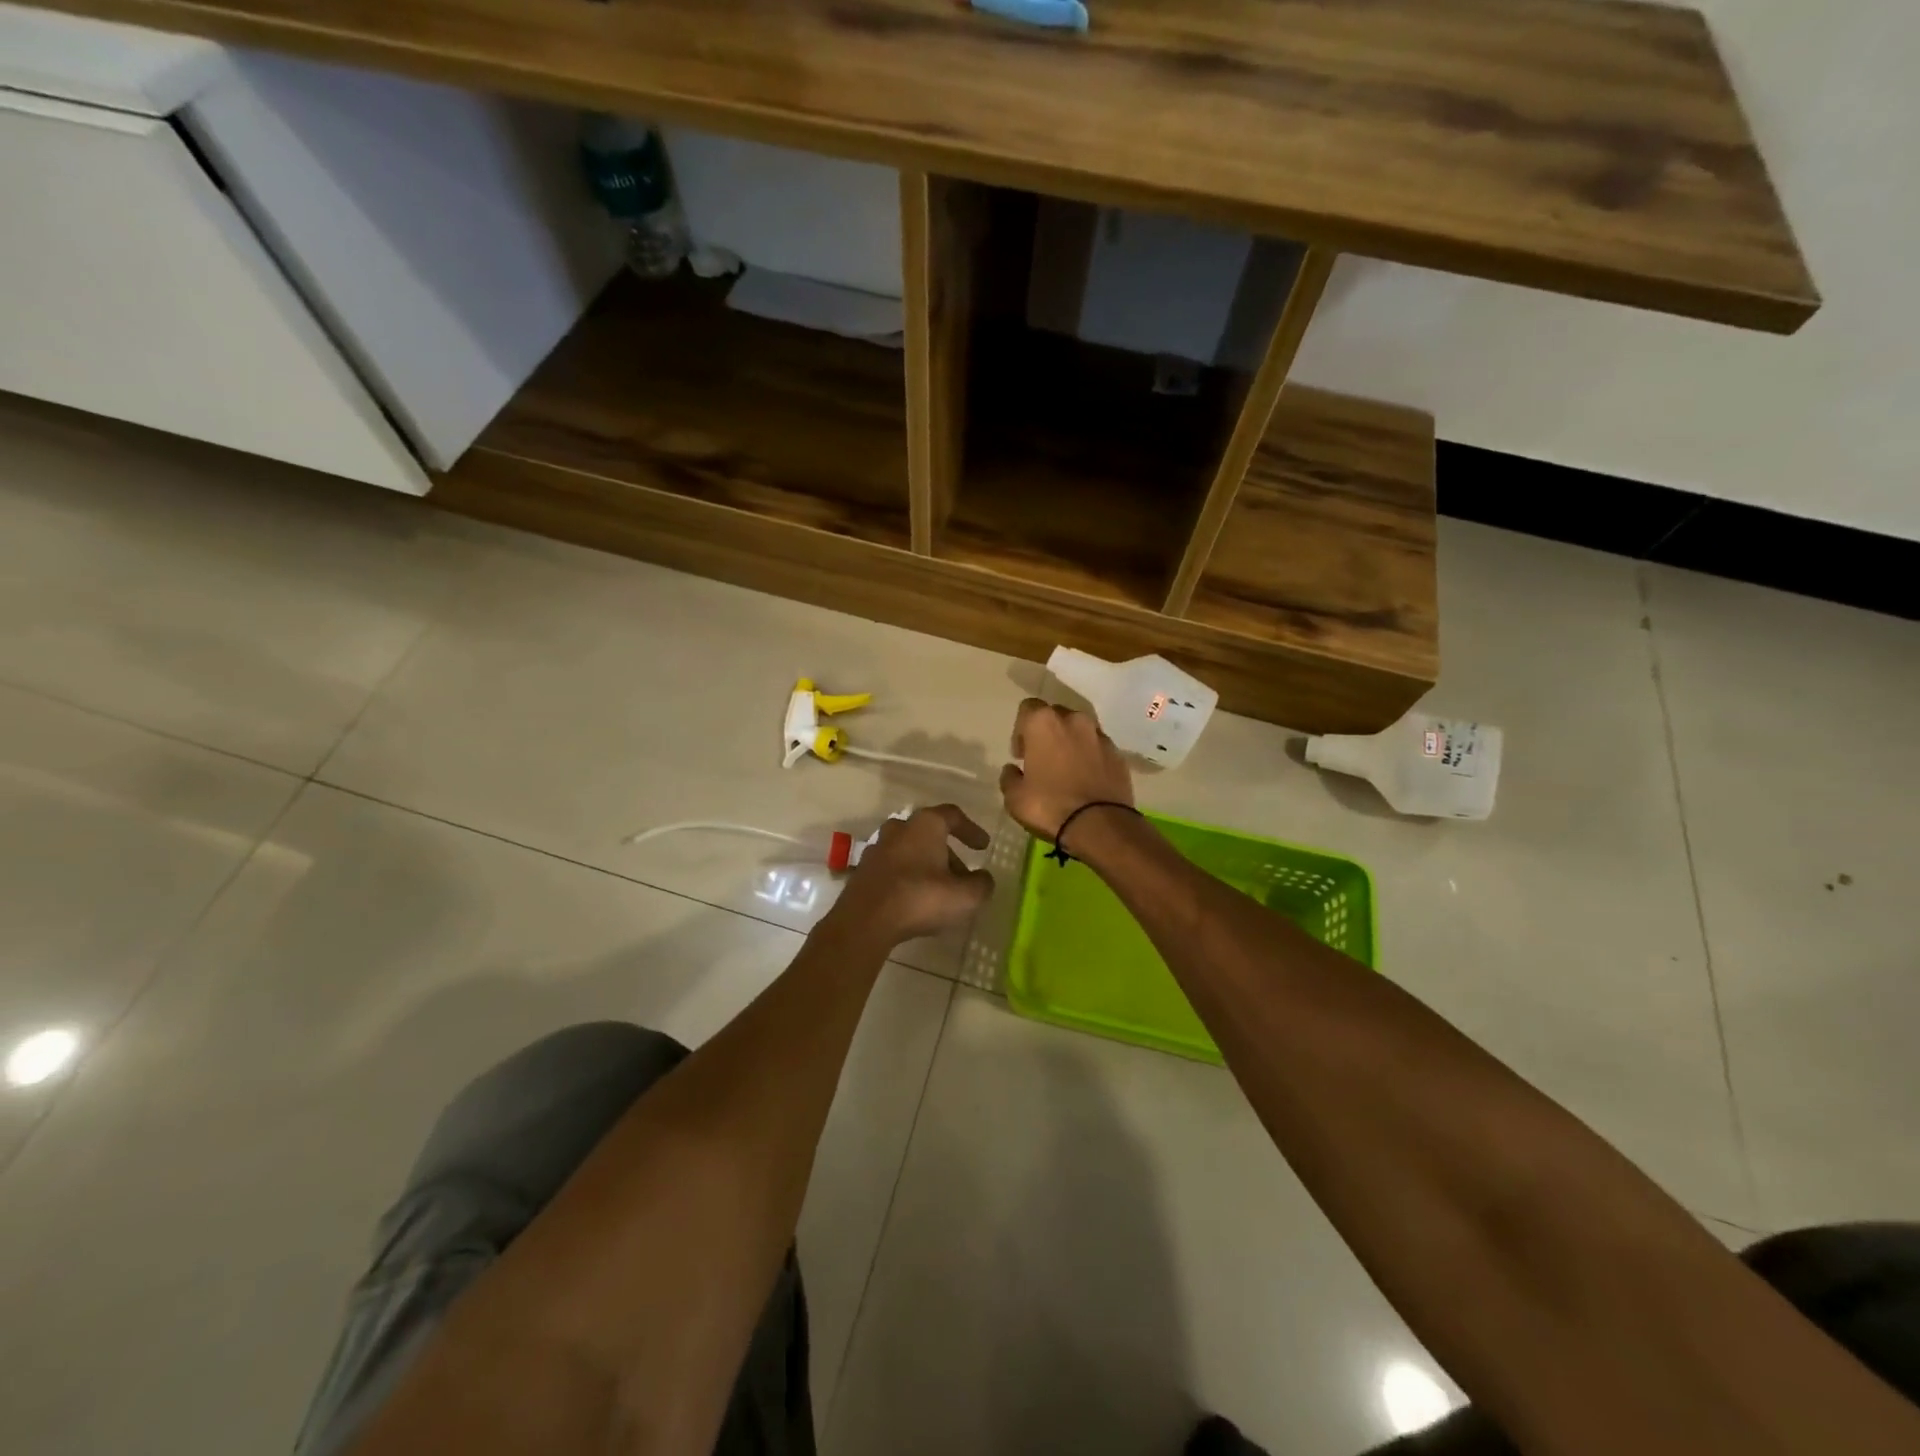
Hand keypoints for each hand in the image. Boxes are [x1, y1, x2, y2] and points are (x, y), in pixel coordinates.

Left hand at [830, 805, 993, 944]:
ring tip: (941, 891)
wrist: (865, 920)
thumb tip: (984, 879)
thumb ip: (981, 884)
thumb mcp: (965, 896)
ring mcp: (877, 848)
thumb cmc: (920, 898)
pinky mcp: (864, 870)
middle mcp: (899, 828)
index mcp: (925, 825)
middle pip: (930, 834)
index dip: (971, 830)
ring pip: (910, 851)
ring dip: (928, 866)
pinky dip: (908, 877)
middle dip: (949, 853)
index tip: (983, 846)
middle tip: (963, 876)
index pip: (953, 816)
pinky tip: (916, 900)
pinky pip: (894, 867)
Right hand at [999, 699, 1133, 849]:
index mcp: (1044, 723)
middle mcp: (1074, 720)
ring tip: (1067, 770)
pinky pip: (1098, 748)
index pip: (1028, 708)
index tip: (1021, 754)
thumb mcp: (1015, 798)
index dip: (1021, 730)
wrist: (1100, 825)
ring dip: (1071, 743)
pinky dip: (1090, 757)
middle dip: (1047, 733)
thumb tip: (1013, 770)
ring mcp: (1100, 736)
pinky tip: (1086, 780)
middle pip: (1056, 715)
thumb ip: (1010, 778)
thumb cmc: (1049, 806)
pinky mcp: (1118, 754)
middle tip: (1042, 759)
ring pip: (1080, 730)